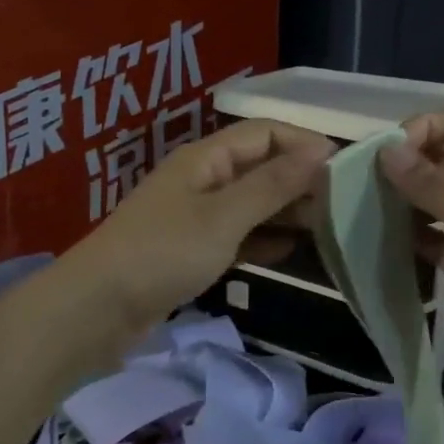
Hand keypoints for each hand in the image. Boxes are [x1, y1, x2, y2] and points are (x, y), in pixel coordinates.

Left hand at [68, 119, 333, 334]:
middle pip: (260, 167)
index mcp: (206, 158)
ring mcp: (197, 217)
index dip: (304, 143)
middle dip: (300, 180)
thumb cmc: (163, 252)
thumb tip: (321, 150)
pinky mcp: (193, 251)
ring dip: (286, 212)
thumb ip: (273, 185)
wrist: (97, 310)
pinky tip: (291, 253)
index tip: (345, 166)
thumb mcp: (224, 217)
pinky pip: (238, 236)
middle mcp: (203, 179)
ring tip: (327, 228)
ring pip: (252, 204)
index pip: (265, 133)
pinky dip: (264, 240)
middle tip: (343, 203)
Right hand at [379, 113, 443, 375]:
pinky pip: (429, 238)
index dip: (423, 131)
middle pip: (440, 162)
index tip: (389, 151)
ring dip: (402, 200)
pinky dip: (407, 235)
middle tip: (363, 178)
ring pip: (431, 201)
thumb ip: (430, 183)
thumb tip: (386, 150)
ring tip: (363, 203)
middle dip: (405, 166)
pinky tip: (378, 235)